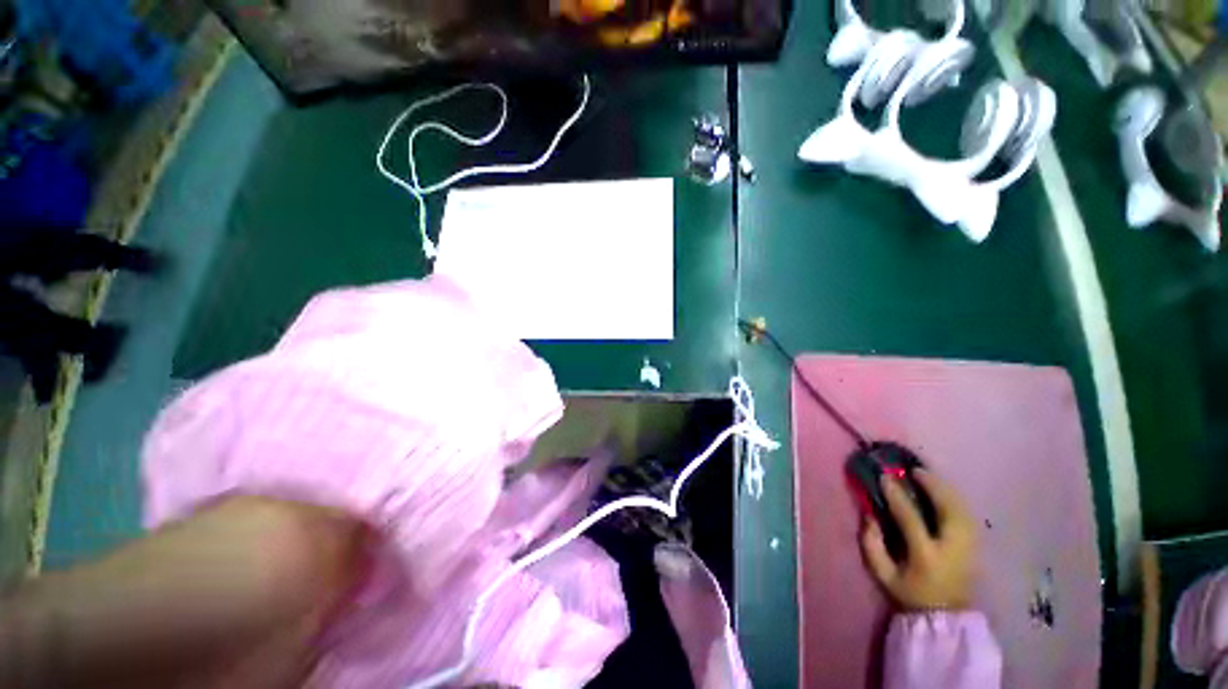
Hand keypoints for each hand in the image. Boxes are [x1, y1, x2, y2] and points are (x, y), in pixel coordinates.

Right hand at [860, 471, 977, 611]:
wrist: (947, 616)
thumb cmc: (910, 593)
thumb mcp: (883, 574)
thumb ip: (872, 544)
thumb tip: (869, 515)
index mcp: (926, 556)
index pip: (911, 518)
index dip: (897, 495)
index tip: (885, 477)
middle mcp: (952, 548)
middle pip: (948, 509)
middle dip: (932, 485)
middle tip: (914, 470)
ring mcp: (969, 548)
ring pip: (962, 509)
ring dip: (945, 489)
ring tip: (928, 476)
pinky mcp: (977, 547)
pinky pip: (968, 515)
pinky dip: (955, 499)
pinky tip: (944, 491)